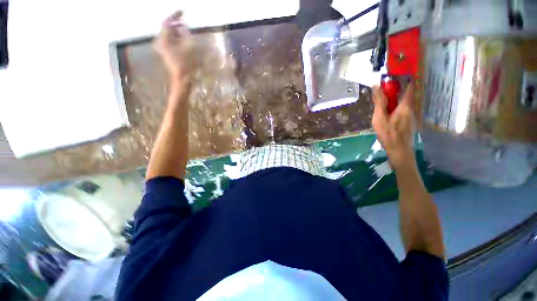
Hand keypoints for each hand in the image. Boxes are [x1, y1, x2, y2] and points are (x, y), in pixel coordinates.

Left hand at [154, 11, 194, 81]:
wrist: (182, 79)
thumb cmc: (186, 63)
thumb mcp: (189, 47)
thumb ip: (186, 34)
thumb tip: (184, 26)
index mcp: (164, 39)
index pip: (167, 22)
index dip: (175, 16)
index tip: (182, 12)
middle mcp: (160, 42)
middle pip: (168, 29)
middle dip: (177, 25)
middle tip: (186, 24)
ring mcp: (163, 49)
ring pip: (169, 36)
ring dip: (178, 33)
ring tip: (187, 33)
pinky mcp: (166, 54)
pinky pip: (170, 42)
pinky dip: (177, 40)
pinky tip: (184, 41)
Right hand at [372, 83, 415, 169]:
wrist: (399, 150)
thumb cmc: (388, 134)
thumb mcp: (379, 117)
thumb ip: (379, 102)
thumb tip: (377, 86)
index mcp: (405, 105)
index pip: (409, 86)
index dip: (403, 78)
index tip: (393, 76)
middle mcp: (411, 108)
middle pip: (405, 94)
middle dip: (393, 92)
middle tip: (380, 96)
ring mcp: (411, 116)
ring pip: (403, 103)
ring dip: (393, 102)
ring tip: (381, 109)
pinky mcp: (409, 122)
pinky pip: (402, 110)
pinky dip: (394, 109)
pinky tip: (386, 117)